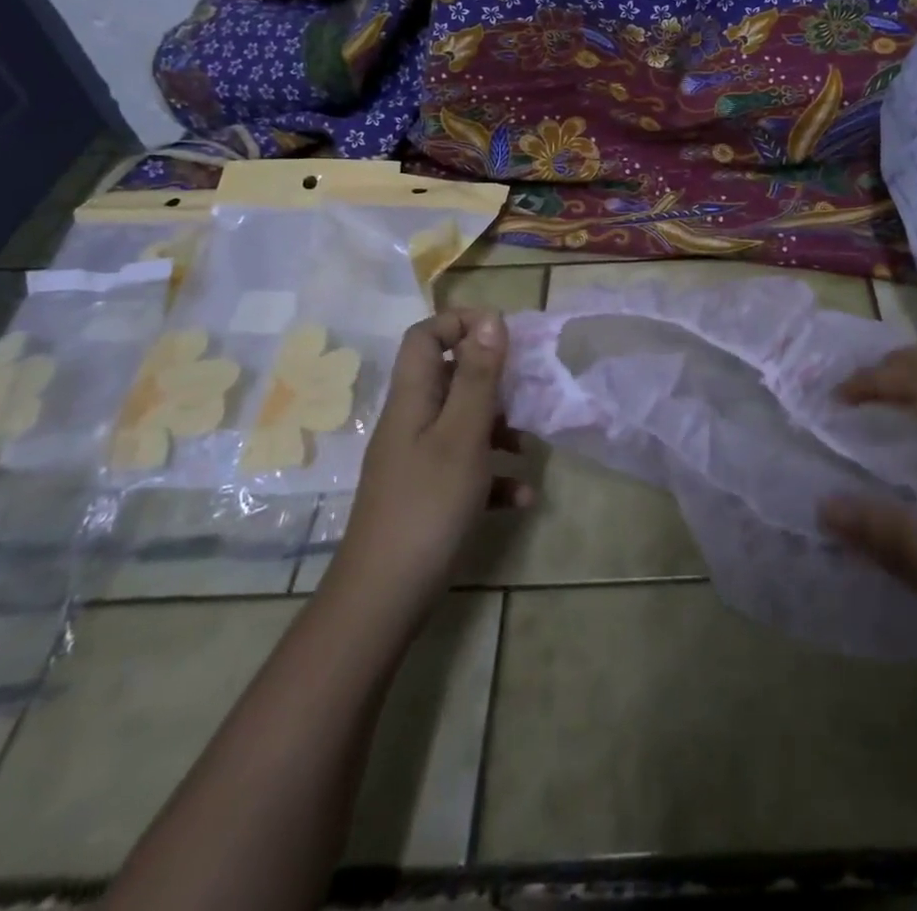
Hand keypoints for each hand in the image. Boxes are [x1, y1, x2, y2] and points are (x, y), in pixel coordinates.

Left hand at [325, 309, 532, 635]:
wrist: (385, 598)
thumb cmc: (428, 505)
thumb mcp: (462, 435)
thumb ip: (478, 376)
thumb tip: (490, 318)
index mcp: (413, 399)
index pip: (425, 336)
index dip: (460, 323)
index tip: (504, 335)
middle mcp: (412, 422)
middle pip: (451, 378)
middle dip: (494, 380)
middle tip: (531, 389)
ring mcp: (419, 460)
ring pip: (464, 423)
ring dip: (501, 429)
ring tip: (531, 446)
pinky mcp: (430, 494)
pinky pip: (468, 469)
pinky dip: (495, 475)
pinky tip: (522, 497)